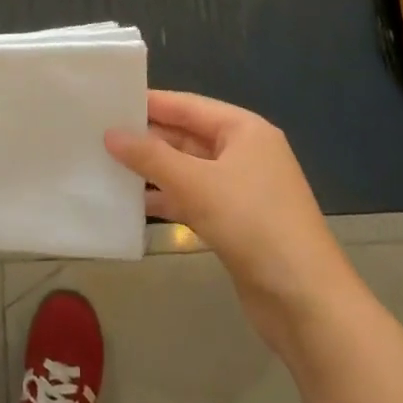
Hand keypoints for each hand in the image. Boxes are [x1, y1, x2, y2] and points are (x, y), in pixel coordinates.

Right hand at [105, 91, 360, 353]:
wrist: (305, 301)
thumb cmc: (253, 224)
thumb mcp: (196, 184)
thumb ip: (150, 157)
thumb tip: (110, 133)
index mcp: (243, 130)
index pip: (186, 105)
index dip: (148, 103)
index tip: (106, 100)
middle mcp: (244, 152)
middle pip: (186, 136)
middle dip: (146, 138)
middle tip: (97, 135)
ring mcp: (241, 189)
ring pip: (187, 170)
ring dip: (152, 171)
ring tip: (106, 167)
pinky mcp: (235, 222)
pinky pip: (193, 199)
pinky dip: (167, 199)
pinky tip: (133, 204)